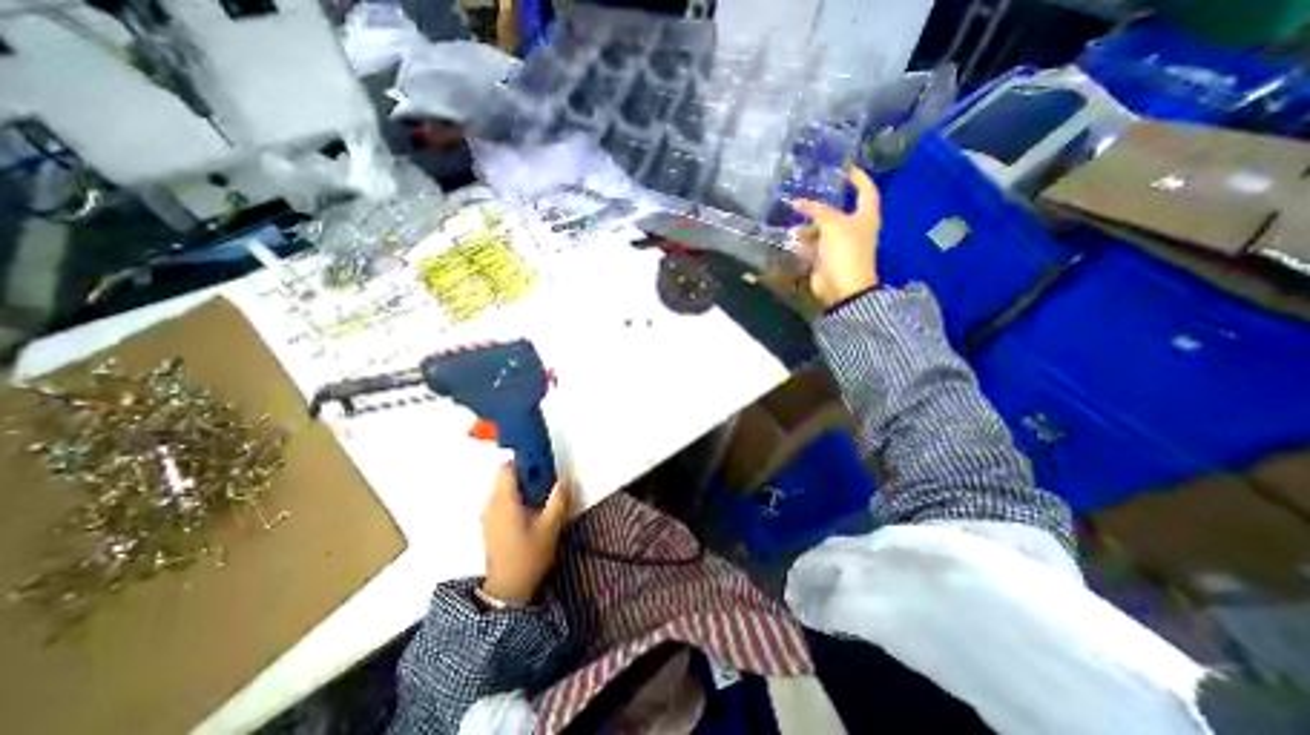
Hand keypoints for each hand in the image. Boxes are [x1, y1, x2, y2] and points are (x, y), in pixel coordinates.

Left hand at [480, 462, 565, 604]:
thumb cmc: (529, 555)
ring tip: (543, 499)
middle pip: (507, 477)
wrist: (507, 591)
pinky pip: (503, 501)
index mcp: (504, 501)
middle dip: (528, 475)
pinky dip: (517, 499)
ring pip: (506, 489)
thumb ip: (558, 499)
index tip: (543, 464)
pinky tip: (532, 513)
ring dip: (524, 488)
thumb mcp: (550, 526)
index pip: (507, 467)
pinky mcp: (490, 525)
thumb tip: (564, 477)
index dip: (525, 460)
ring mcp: (488, 515)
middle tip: (548, 484)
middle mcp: (491, 504)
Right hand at [781, 167, 883, 306]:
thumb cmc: (845, 250)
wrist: (842, 287)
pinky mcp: (825, 259)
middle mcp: (853, 229)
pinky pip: (812, 246)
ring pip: (821, 230)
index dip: (858, 177)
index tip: (845, 167)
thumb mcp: (833, 224)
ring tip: (792, 223)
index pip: (866, 190)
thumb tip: (798, 201)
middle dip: (821, 206)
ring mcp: (838, 245)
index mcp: (865, 216)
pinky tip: (792, 239)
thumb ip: (817, 210)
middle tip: (804, 196)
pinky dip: (803, 243)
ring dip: (807, 227)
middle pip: (837, 212)